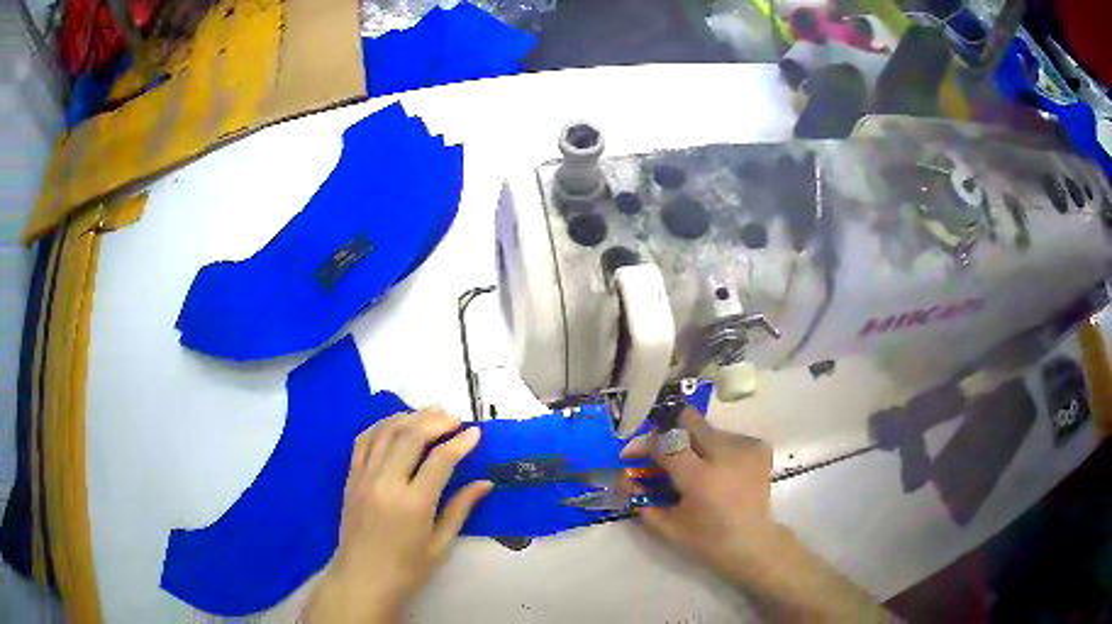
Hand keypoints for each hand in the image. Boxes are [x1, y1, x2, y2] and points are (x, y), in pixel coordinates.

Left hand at [305, 408, 491, 623]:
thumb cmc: (407, 569)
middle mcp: (386, 483)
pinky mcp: (351, 477)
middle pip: (410, 437)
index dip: (460, 443)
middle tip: (455, 417)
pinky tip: (397, 423)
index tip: (476, 433)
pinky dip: (381, 425)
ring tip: (431, 413)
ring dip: (410, 417)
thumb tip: (485, 483)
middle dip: (435, 421)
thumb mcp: (440, 545)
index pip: (440, 461)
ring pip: (386, 433)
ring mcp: (364, 477)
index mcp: (413, 504)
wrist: (362, 578)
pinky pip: (364, 440)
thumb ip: (460, 509)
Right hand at [621, 407, 778, 580]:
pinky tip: (717, 470)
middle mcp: (725, 454)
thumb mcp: (667, 526)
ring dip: (692, 443)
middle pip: (689, 420)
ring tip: (693, 468)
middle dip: (669, 432)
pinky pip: (726, 436)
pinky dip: (715, 449)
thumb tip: (625, 477)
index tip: (632, 453)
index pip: (665, 443)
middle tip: (662, 453)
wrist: (754, 542)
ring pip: (706, 429)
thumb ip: (641, 499)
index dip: (645, 444)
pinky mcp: (758, 446)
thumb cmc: (708, 540)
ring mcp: (746, 447)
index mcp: (701, 478)